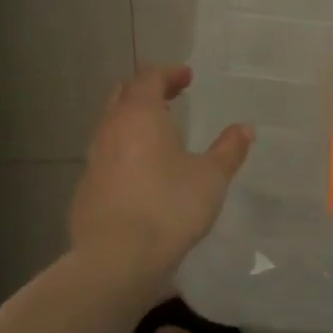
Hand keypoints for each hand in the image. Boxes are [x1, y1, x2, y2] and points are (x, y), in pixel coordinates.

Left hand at [69, 65, 253, 281]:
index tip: (187, 76)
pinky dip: (125, 151)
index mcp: (140, 116)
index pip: (149, 79)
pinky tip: (142, 172)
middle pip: (123, 96)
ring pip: (111, 126)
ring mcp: (93, 160)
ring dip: (133, 122)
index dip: (169, 74)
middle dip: (146, 91)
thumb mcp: (211, 177)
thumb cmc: (169, 207)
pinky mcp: (86, 188)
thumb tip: (245, 128)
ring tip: (158, 133)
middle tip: (170, 95)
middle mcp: (111, 130)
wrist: (117, 258)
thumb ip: (229, 149)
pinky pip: (107, 156)